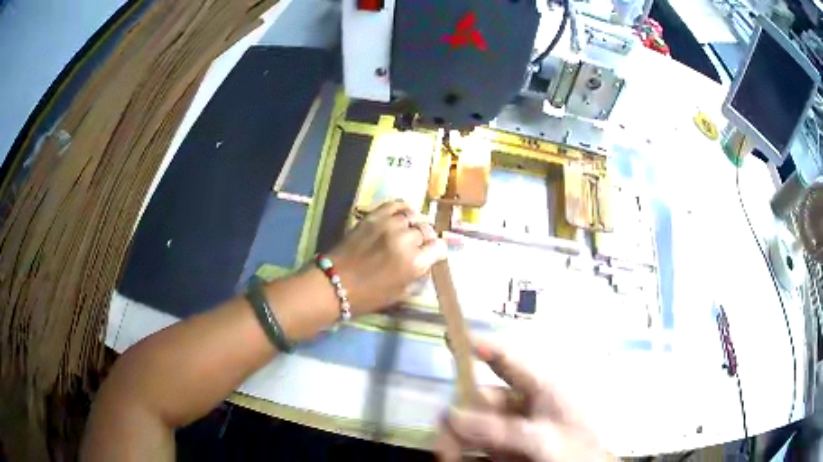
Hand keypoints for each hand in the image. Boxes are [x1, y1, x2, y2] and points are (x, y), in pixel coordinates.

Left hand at [328, 200, 446, 314]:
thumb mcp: (401, 294)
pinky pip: (395, 204)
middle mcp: (405, 240)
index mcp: (414, 263)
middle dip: (426, 239)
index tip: (433, 255)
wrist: (334, 283)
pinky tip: (401, 217)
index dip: (437, 252)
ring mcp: (389, 225)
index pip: (439, 247)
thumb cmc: (368, 296)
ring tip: (408, 230)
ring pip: (413, 216)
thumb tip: (427, 264)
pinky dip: (402, 209)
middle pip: (426, 230)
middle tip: (418, 245)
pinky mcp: (373, 216)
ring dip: (414, 224)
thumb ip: (418, 276)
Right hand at [436, 339, 614, 461]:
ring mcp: (515, 425)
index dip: (482, 347)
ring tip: (447, 455)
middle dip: (458, 415)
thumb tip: (453, 415)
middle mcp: (524, 403)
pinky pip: (479, 441)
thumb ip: (501, 429)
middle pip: (482, 398)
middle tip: (443, 441)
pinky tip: (456, 457)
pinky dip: (464, 448)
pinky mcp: (509, 444)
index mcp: (542, 388)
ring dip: (457, 436)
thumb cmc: (574, 452)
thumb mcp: (542, 439)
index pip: (508, 359)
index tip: (452, 338)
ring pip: (476, 422)